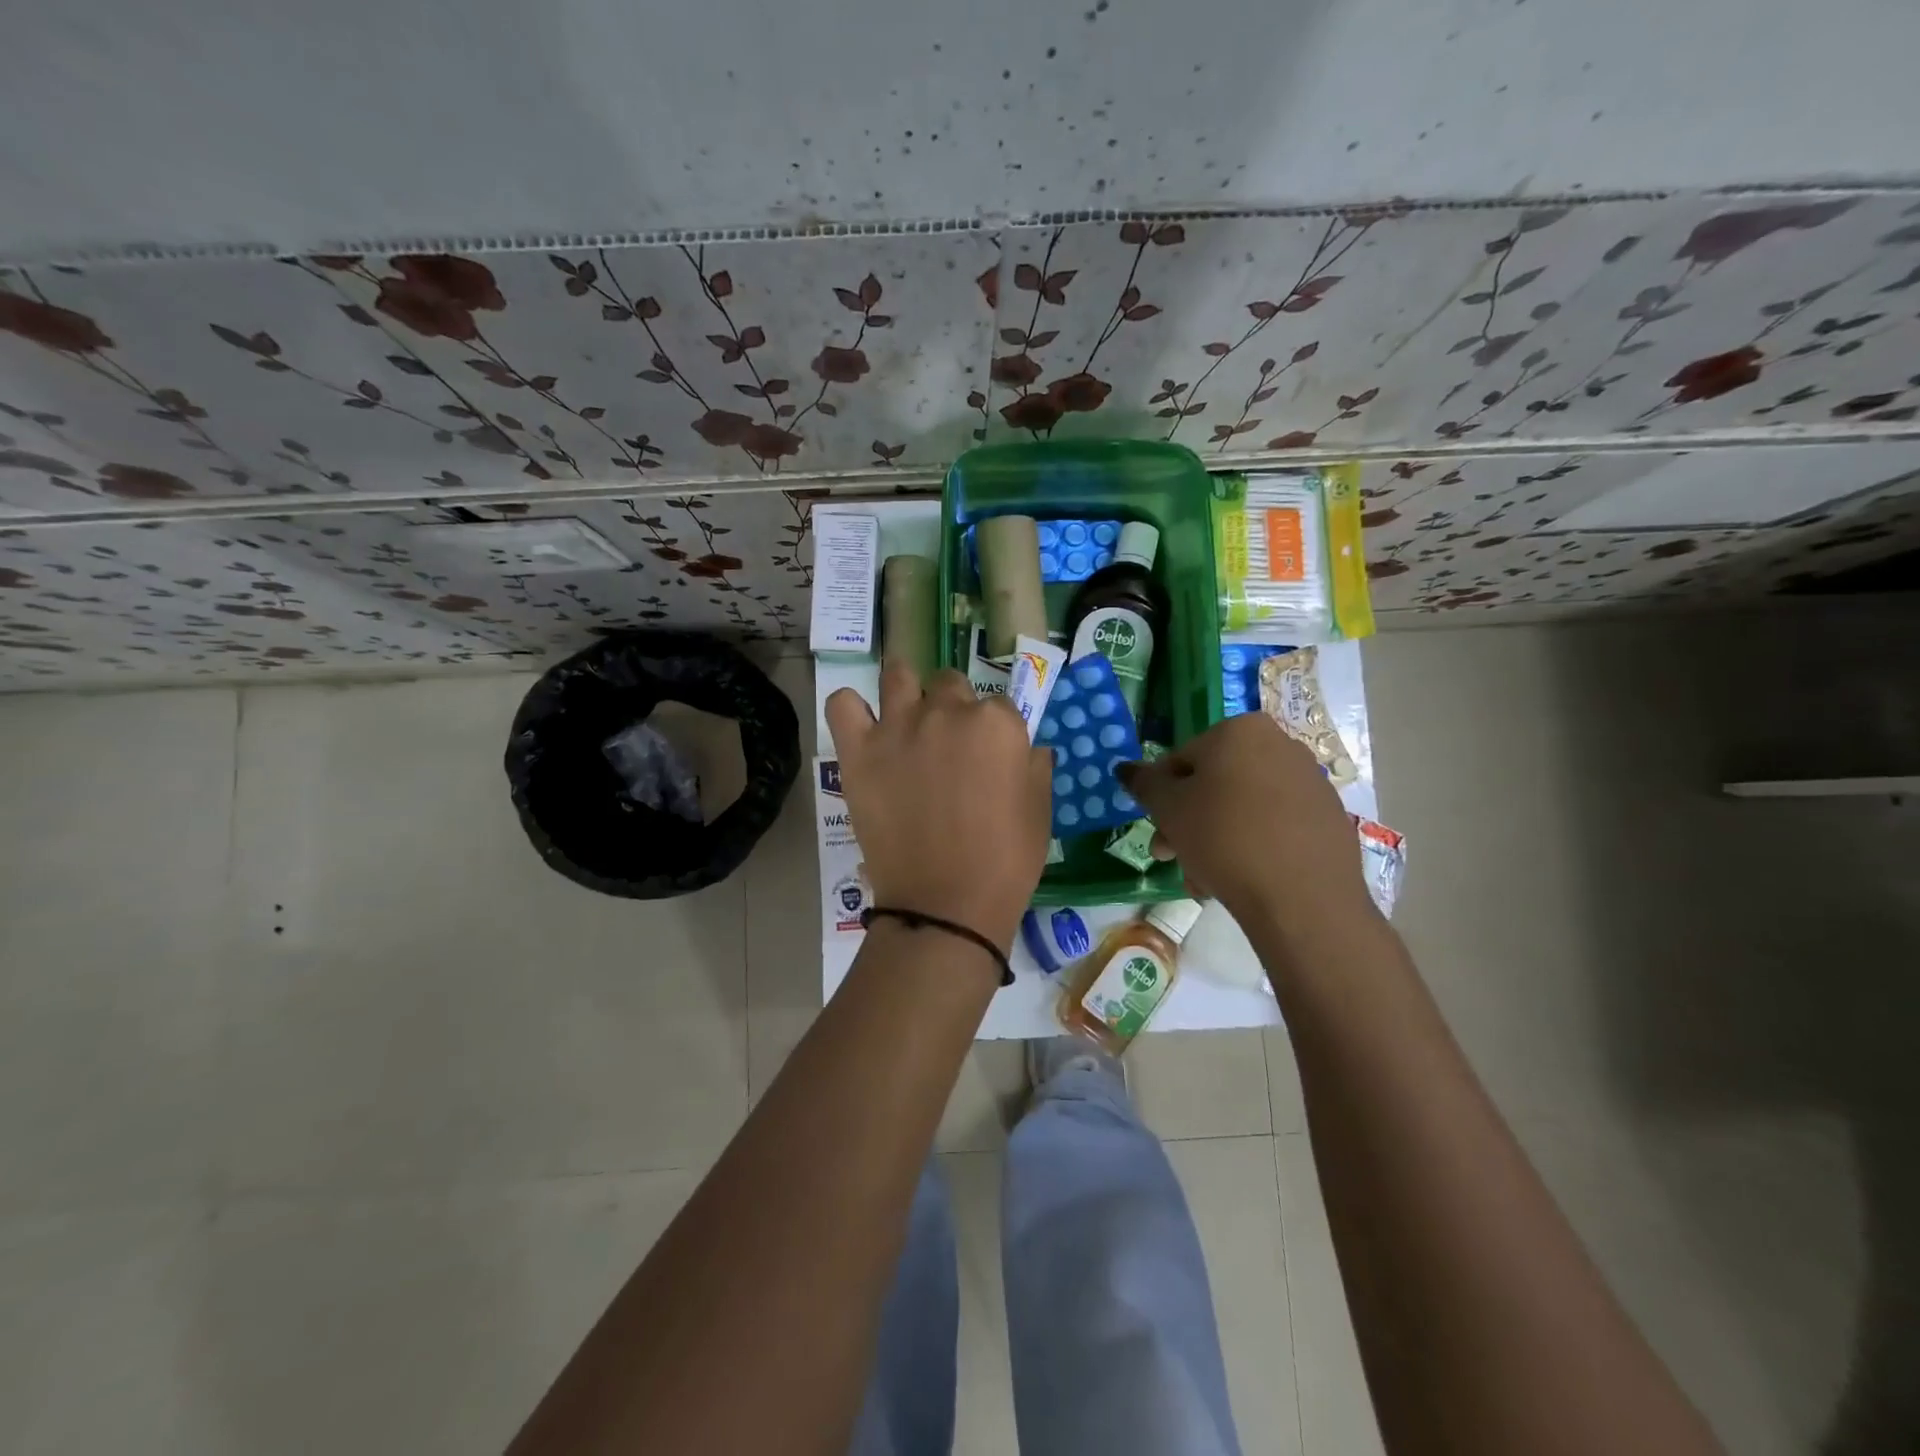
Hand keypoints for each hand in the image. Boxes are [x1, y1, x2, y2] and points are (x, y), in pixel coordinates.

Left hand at [827, 663, 1052, 950]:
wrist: (945, 904)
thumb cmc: (1005, 862)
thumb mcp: (1040, 812)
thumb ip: (1035, 767)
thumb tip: (1028, 748)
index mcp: (997, 723)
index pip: (999, 706)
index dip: (995, 733)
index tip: (989, 761)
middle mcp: (948, 711)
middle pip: (950, 684)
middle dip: (953, 708)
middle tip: (949, 749)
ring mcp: (898, 726)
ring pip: (898, 676)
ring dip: (906, 691)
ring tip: (906, 720)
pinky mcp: (859, 750)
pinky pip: (843, 704)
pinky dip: (851, 708)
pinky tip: (863, 727)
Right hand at [1117, 712, 1377, 939]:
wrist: (1302, 897)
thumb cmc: (1224, 838)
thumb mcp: (1167, 808)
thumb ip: (1144, 783)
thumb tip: (1125, 768)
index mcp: (1239, 730)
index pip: (1181, 759)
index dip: (1162, 797)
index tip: (1158, 830)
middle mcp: (1280, 744)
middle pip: (1215, 784)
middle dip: (1189, 822)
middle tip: (1172, 857)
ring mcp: (1310, 781)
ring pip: (1244, 807)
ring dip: (1216, 839)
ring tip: (1204, 880)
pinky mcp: (1329, 817)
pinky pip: (1276, 826)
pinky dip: (1253, 846)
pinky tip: (1241, 879)